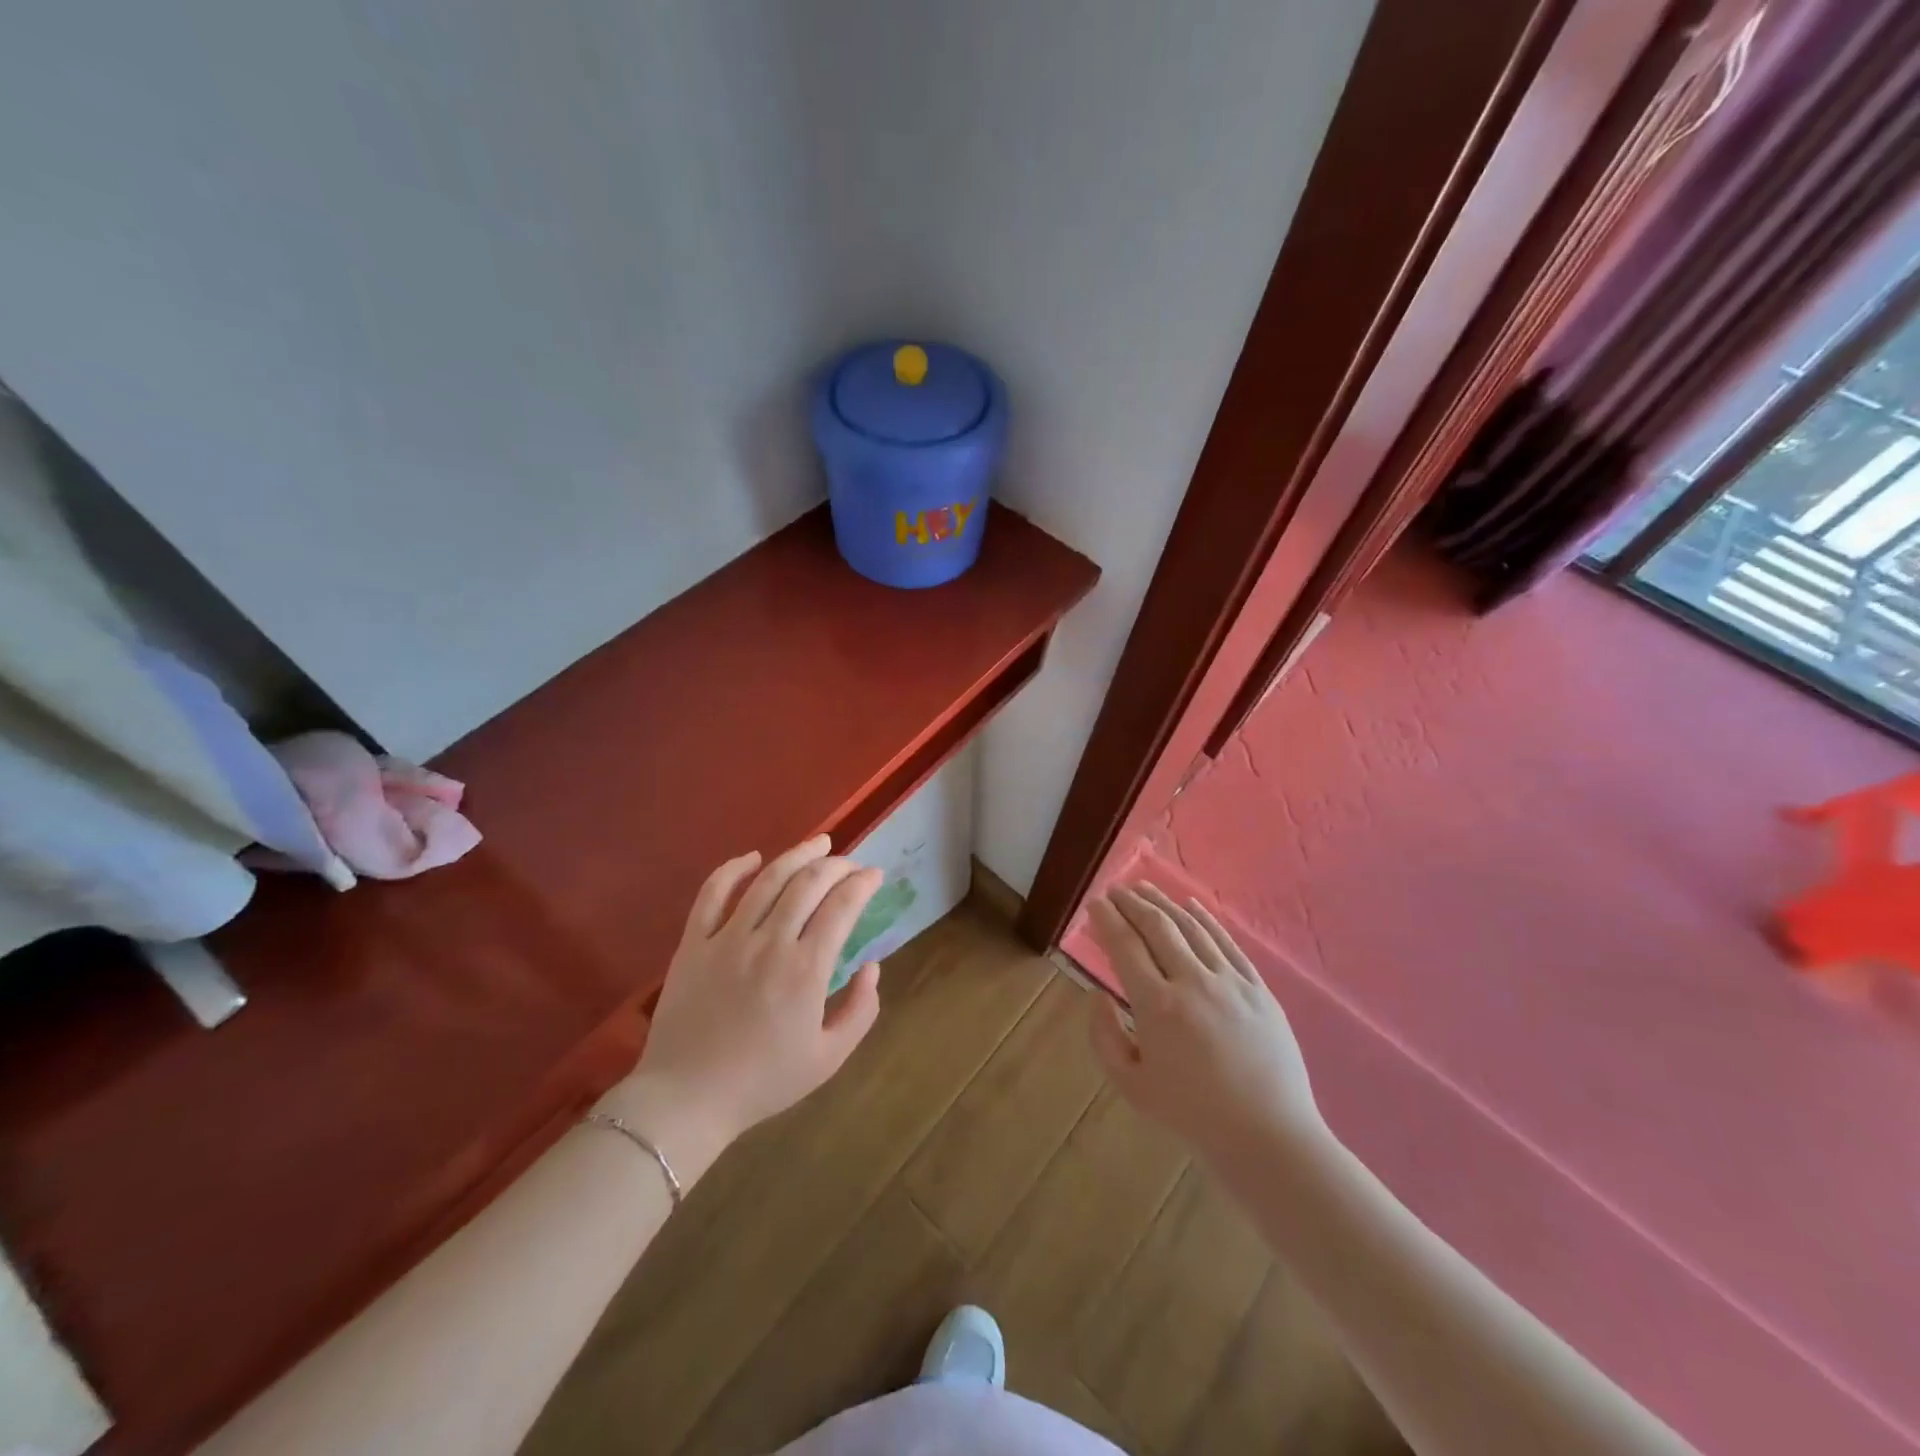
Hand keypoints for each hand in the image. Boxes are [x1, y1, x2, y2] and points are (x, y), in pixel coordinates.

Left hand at [601, 835, 883, 1185]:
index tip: (875, 875)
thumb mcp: (829, 1058)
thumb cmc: (763, 1082)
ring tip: (818, 844)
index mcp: (805, 970)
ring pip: (767, 879)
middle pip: (808, 883)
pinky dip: (734, 869)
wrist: (688, 1100)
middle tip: (850, 863)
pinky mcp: (694, 943)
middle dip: (836, 865)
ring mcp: (727, 938)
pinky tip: (752, 857)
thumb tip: (871, 966)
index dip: (863, 883)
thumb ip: (860, 1010)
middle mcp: (769, 942)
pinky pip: (713, 893)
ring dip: (797, 855)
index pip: (842, 906)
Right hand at [1087, 884, 1320, 1162]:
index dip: (1107, 919)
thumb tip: (1098, 995)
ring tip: (1144, 889)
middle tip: (1116, 890)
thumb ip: (1104, 1037)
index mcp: (1157, 1006)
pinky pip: (1227, 943)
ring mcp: (1229, 981)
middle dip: (1131, 902)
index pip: (1125, 946)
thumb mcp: (1131, 1086)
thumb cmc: (1192, 1115)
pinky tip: (1190, 906)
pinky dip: (1205, 920)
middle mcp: (1192, 982)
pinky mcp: (1258, 987)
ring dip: (1164, 903)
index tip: (1095, 904)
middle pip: (1156, 926)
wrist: (1268, 1137)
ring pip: (1191, 928)